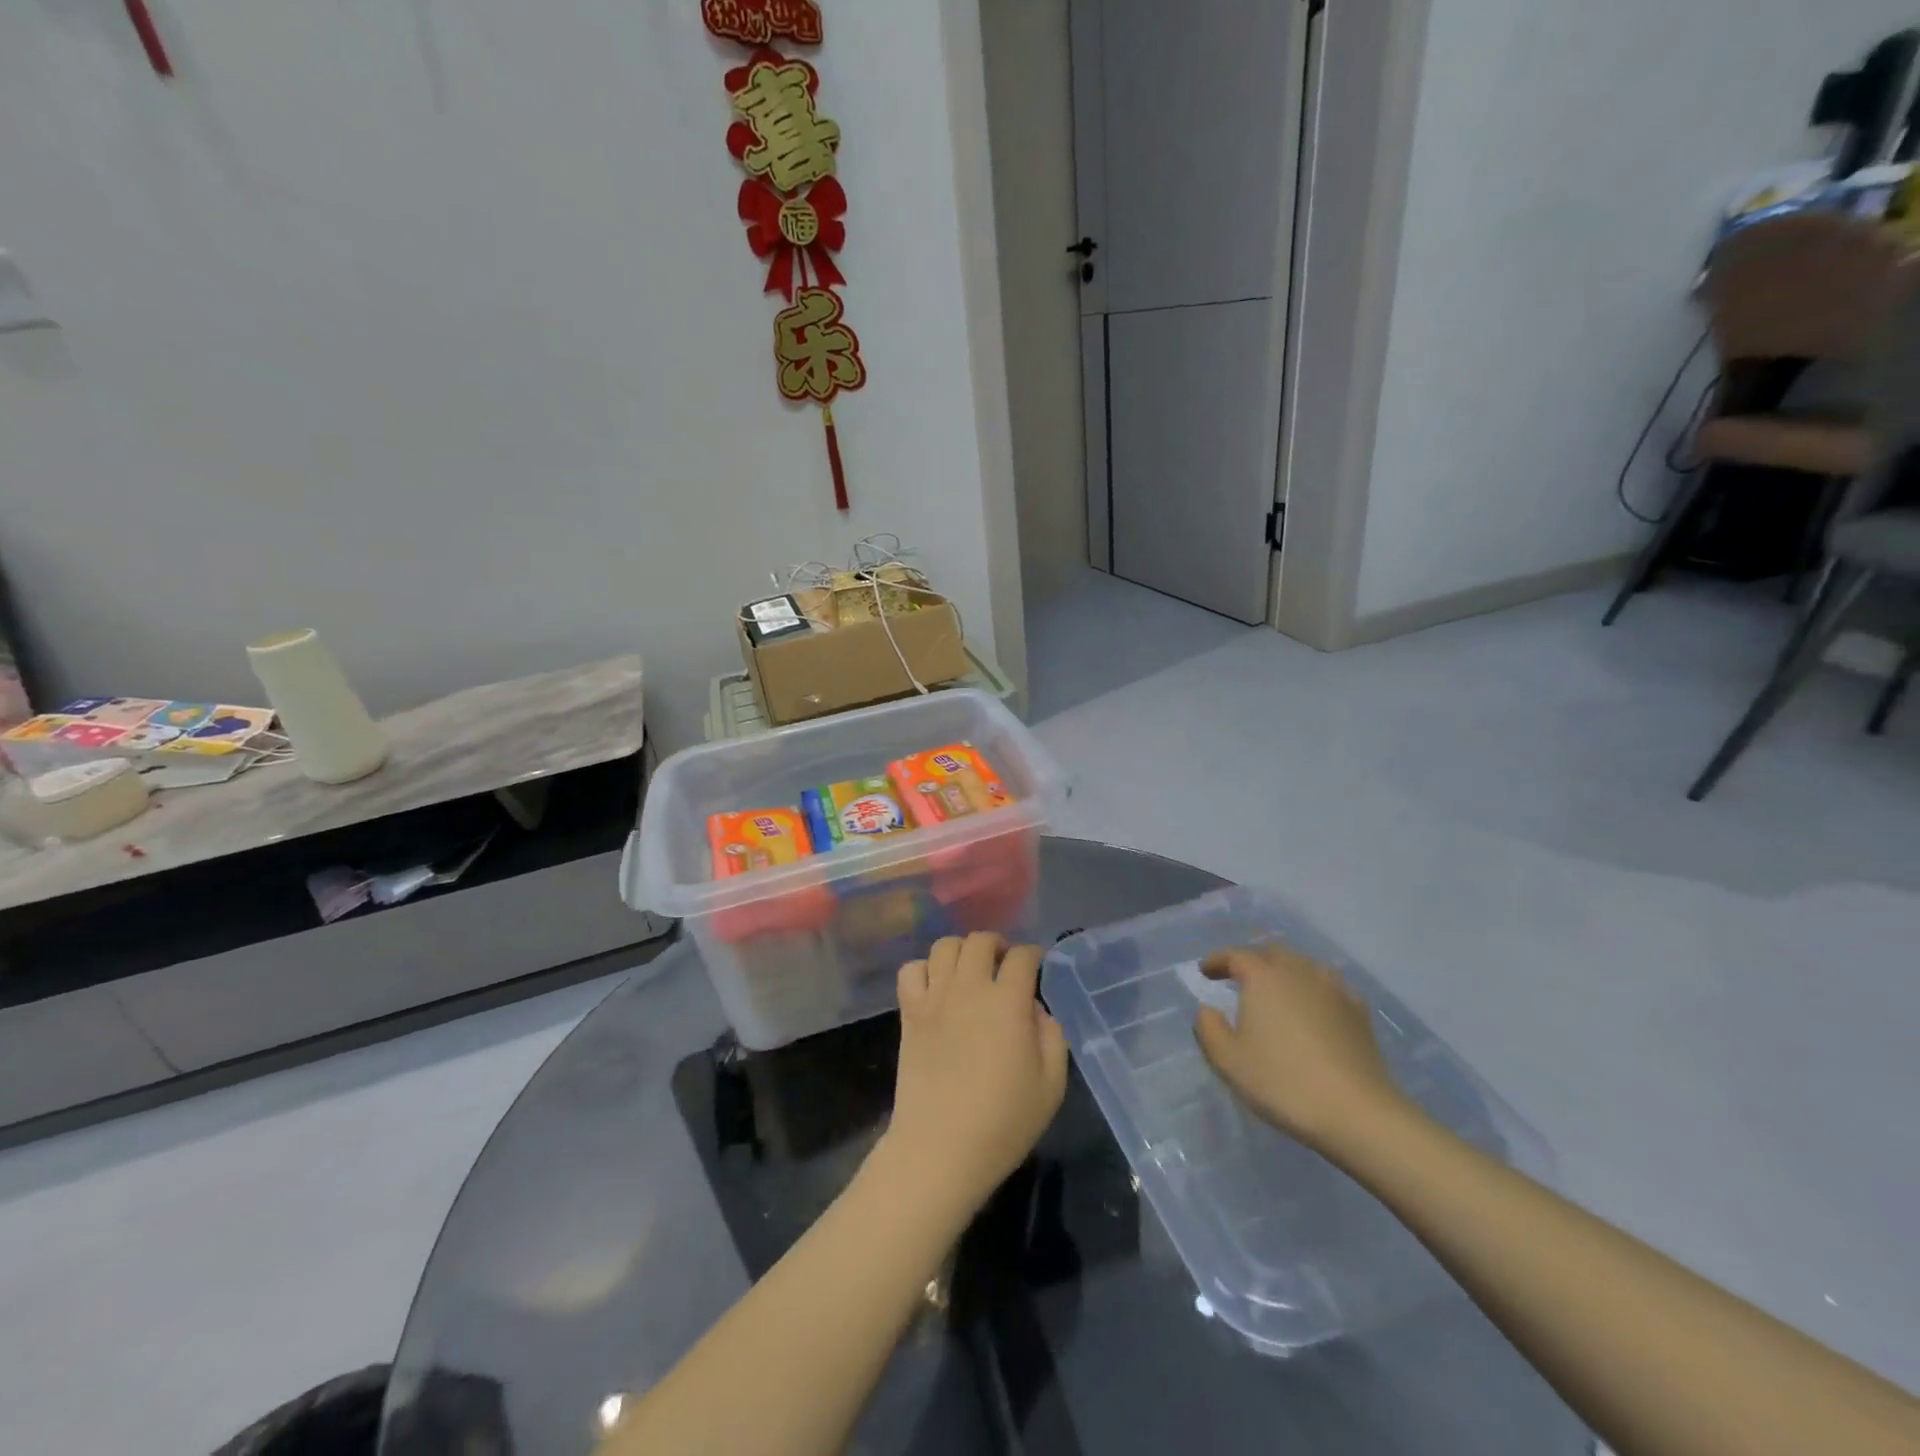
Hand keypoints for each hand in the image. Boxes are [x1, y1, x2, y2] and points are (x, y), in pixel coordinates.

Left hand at [880, 933, 1068, 1216]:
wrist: (940, 1148)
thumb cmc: (1003, 1122)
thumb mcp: (1051, 1085)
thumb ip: (1052, 1036)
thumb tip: (1036, 1009)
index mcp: (1008, 1002)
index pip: (1022, 956)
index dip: (1033, 956)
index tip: (1036, 968)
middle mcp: (969, 988)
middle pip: (981, 940)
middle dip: (998, 946)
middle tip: (1004, 967)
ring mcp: (935, 997)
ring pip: (945, 946)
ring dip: (962, 951)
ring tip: (970, 972)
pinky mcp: (909, 1012)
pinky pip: (911, 970)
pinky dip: (925, 969)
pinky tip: (936, 988)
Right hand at [1193, 943, 1413, 1154]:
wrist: (1357, 1112)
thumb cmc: (1283, 1082)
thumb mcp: (1228, 1060)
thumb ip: (1208, 1028)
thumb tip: (1207, 1009)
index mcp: (1263, 977)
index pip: (1235, 955)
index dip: (1217, 960)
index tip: (1205, 971)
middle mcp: (1298, 971)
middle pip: (1271, 953)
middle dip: (1252, 959)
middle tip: (1238, 975)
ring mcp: (1333, 988)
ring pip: (1303, 965)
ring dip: (1284, 971)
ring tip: (1275, 988)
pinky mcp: (1359, 1011)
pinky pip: (1329, 986)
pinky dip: (1313, 989)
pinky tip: (1313, 1006)